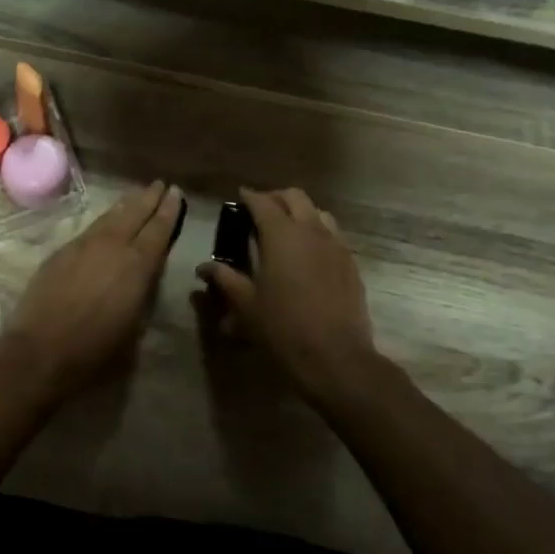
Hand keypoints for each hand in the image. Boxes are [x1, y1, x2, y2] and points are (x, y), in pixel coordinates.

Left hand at [2, 180, 184, 387]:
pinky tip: (106, 222)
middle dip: (149, 198)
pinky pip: (90, 228)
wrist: (41, 349)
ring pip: (110, 217)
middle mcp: (112, 246)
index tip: (176, 193)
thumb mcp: (135, 325)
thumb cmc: (96, 349)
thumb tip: (144, 276)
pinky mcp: (61, 252)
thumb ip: (142, 293)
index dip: (169, 211)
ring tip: (137, 195)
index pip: (158, 230)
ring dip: (126, 204)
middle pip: (134, 214)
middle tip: (160, 184)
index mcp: (137, 266)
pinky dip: (104, 220)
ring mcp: (83, 246)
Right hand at [197, 187, 375, 397]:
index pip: (262, 202)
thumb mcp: (246, 305)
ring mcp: (336, 245)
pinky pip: (334, 234)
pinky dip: (318, 232)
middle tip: (260, 210)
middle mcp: (311, 230)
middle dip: (275, 198)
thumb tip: (203, 267)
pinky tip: (309, 252)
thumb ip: (224, 279)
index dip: (249, 197)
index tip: (239, 197)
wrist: (335, 356)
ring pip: (318, 212)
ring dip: (300, 212)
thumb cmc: (282, 328)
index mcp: (281, 235)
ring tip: (287, 228)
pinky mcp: (351, 262)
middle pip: (294, 197)